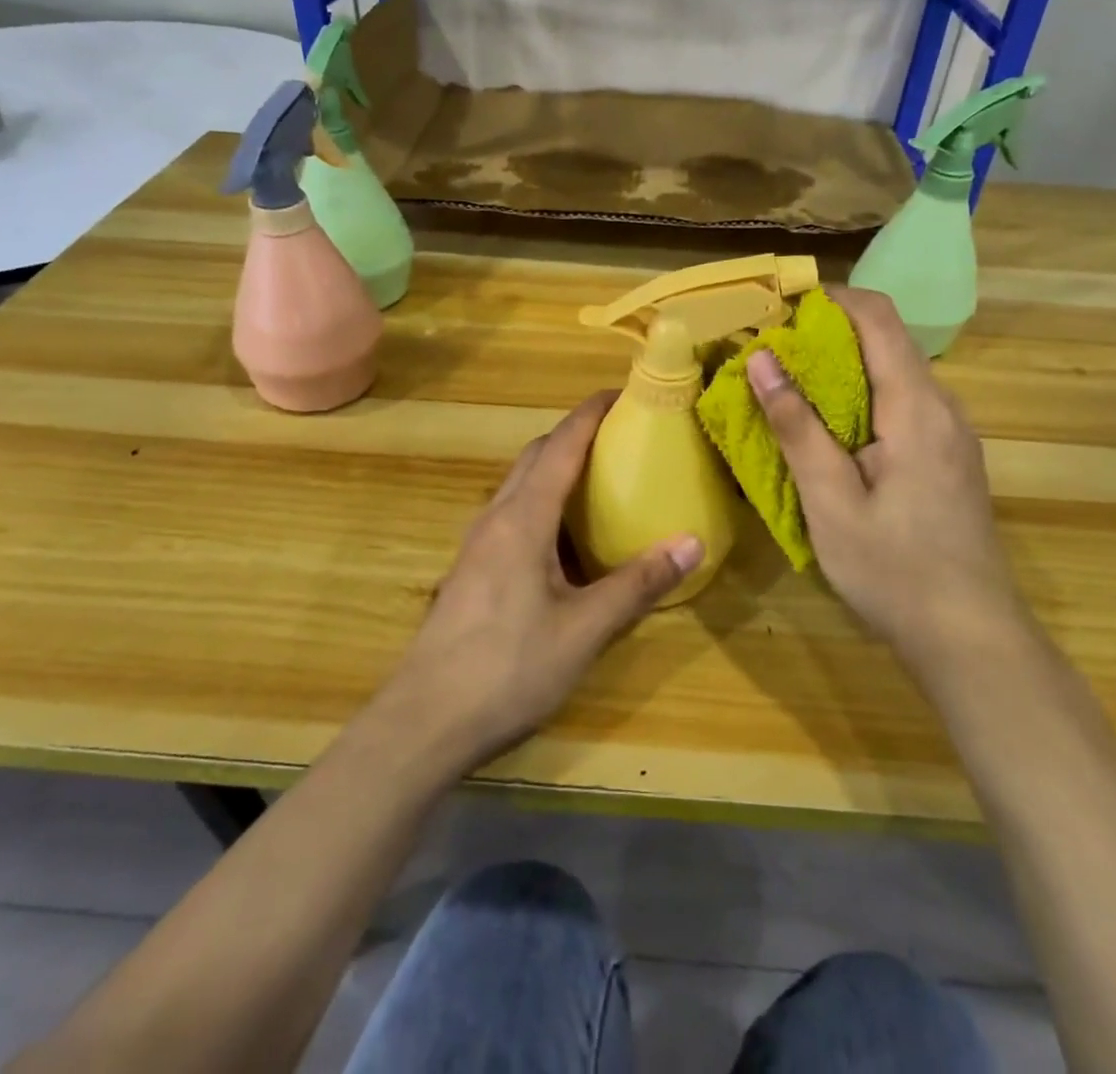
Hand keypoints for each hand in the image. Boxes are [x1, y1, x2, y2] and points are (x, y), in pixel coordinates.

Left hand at [380, 392, 703, 772]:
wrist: (424, 721)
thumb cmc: (508, 668)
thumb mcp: (584, 629)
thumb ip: (637, 584)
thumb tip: (692, 542)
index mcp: (523, 518)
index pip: (560, 446)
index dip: (590, 414)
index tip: (621, 393)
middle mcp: (495, 518)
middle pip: (536, 457)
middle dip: (574, 436)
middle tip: (620, 436)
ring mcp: (477, 544)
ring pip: (519, 486)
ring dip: (555, 469)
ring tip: (600, 479)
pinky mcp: (472, 570)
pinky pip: (512, 515)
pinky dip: (542, 504)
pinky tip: (565, 540)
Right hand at [748, 285, 1015, 661]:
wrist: (970, 637)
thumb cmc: (893, 570)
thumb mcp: (830, 501)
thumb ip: (796, 426)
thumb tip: (761, 359)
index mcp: (917, 407)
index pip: (878, 317)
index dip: (830, 298)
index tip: (779, 307)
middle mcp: (943, 407)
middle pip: (885, 341)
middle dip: (826, 336)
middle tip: (769, 355)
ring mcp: (952, 433)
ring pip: (893, 374)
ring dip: (841, 370)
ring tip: (788, 390)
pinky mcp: (949, 457)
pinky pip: (902, 405)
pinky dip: (860, 400)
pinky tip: (829, 433)